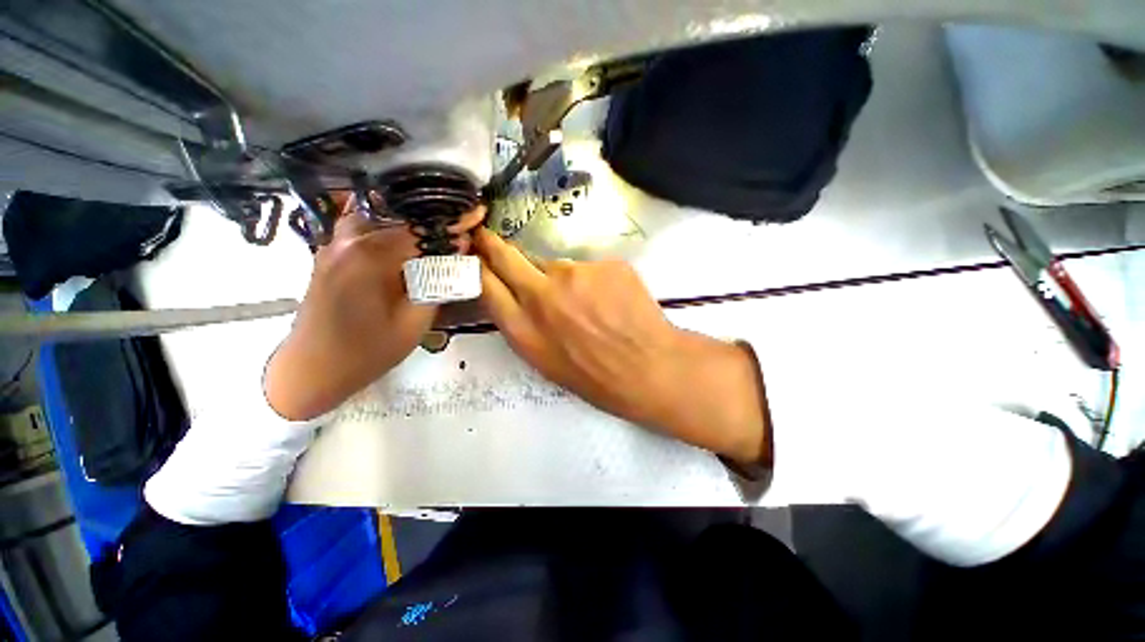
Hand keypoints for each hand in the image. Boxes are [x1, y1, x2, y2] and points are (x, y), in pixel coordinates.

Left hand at [264, 199, 484, 420]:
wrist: (312, 369)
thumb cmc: (367, 351)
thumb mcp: (414, 322)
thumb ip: (438, 282)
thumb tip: (457, 251)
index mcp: (370, 257)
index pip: (420, 228)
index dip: (451, 223)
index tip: (476, 217)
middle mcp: (348, 240)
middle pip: (398, 214)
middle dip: (432, 217)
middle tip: (459, 223)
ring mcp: (333, 244)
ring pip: (377, 215)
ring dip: (407, 219)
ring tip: (433, 229)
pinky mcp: (329, 254)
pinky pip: (363, 228)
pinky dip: (388, 227)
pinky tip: (404, 240)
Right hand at [474, 228, 770, 464]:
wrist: (650, 369)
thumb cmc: (596, 378)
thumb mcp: (546, 362)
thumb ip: (525, 326)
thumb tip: (518, 296)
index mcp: (524, 330)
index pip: (486, 285)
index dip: (478, 267)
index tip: (474, 255)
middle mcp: (542, 296)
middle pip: (507, 257)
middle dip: (494, 245)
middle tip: (488, 236)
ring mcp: (575, 274)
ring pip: (557, 266)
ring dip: (564, 280)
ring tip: (590, 305)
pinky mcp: (605, 264)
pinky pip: (591, 268)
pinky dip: (596, 281)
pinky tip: (612, 301)